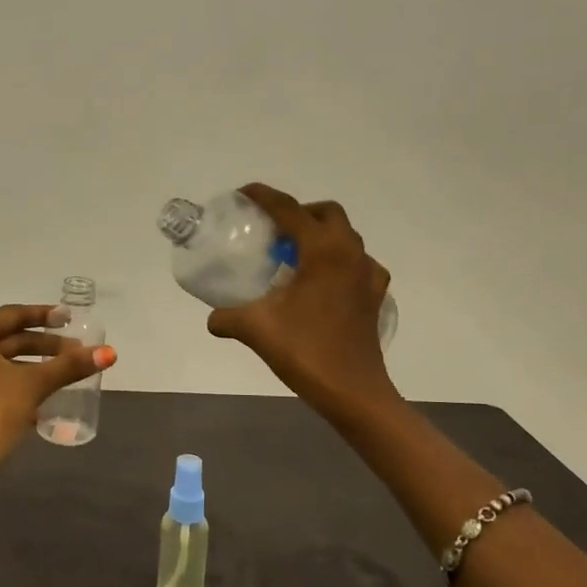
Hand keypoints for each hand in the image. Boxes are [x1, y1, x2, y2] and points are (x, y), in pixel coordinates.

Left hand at [0, 303, 116, 531]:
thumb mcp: (32, 386)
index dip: (45, 316)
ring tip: (66, 374)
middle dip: (44, 345)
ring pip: (1, 362)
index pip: (13, 314)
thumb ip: (69, 366)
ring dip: (33, 367)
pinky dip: (17, 385)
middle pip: (8, 338)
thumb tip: (110, 352)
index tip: (71, 319)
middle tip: (77, 351)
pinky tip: (44, 401)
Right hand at [207, 183, 396, 425]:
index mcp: (323, 251)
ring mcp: (368, 275)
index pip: (289, 210)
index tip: (243, 194)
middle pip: (326, 214)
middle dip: (299, 212)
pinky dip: (339, 263)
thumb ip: (227, 317)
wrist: (353, 392)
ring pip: (346, 237)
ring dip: (320, 235)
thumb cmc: (306, 351)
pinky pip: (359, 265)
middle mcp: (350, 254)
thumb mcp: (256, 329)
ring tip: (293, 256)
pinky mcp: (374, 297)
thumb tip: (212, 319)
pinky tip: (322, 284)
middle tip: (272, 230)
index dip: (264, 197)